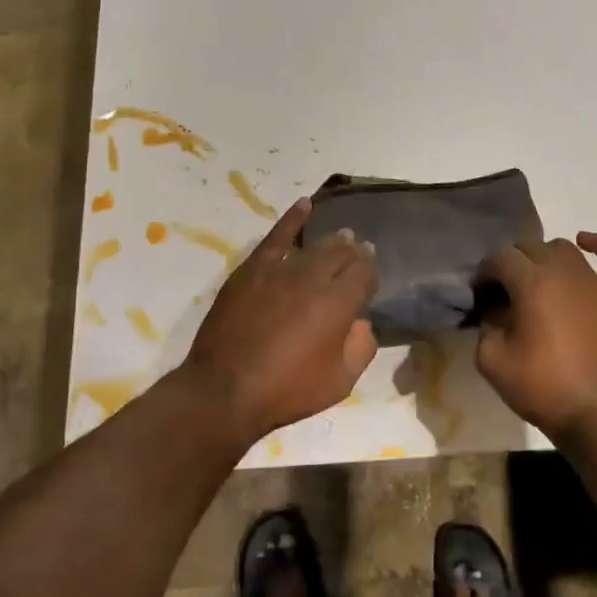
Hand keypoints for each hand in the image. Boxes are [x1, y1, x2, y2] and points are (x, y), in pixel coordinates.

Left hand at [184, 198, 378, 445]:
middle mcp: (314, 277)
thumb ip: (361, 347)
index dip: (370, 271)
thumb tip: (362, 322)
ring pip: (315, 245)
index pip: (365, 273)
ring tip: (342, 236)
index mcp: (340, 303)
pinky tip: (304, 205)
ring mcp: (281, 269)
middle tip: (360, 251)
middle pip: (341, 253)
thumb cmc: (287, 391)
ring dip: (332, 240)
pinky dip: (293, 219)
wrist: (225, 390)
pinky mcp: (253, 268)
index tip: (371, 275)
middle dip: (354, 252)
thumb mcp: (340, 382)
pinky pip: (277, 236)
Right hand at [475, 232, 596, 441]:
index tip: (480, 297)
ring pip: (564, 248)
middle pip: (529, 247)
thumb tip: (495, 312)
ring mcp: (595, 281)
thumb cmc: (544, 389)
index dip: (484, 273)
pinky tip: (585, 242)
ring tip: (537, 281)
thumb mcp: (492, 362)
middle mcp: (563, 271)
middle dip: (510, 264)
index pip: (499, 258)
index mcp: (531, 282)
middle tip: (503, 293)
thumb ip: (486, 328)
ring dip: (544, 257)